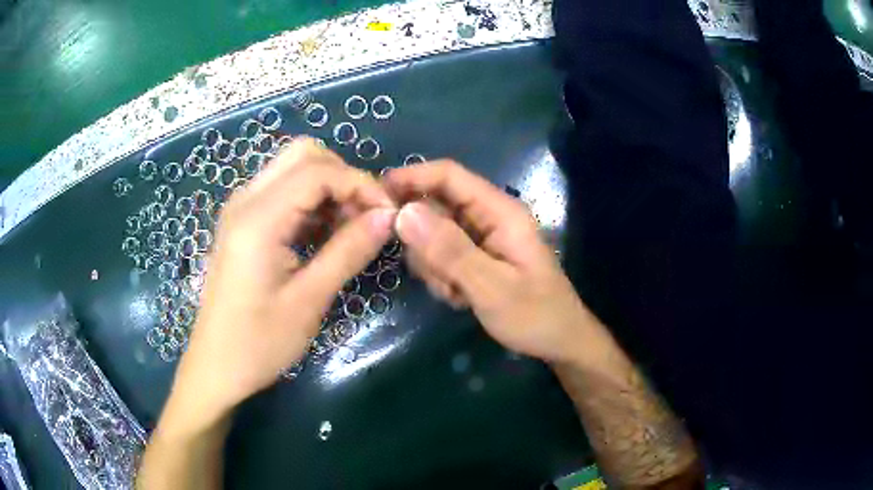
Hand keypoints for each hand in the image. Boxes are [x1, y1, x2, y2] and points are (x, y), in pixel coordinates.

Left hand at [170, 138, 395, 426]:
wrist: (216, 367)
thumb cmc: (259, 343)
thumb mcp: (309, 300)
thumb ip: (349, 251)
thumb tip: (388, 216)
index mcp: (258, 218)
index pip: (318, 171)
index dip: (360, 184)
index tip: (388, 214)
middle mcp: (245, 200)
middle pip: (303, 155)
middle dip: (343, 177)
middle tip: (366, 217)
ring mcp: (241, 209)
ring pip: (293, 170)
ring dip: (328, 188)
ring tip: (350, 229)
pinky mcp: (242, 223)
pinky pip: (283, 192)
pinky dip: (311, 202)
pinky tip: (324, 235)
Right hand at [383, 160, 597, 363]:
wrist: (558, 342)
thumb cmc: (535, 315)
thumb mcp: (492, 288)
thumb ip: (450, 251)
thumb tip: (404, 213)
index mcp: (499, 211)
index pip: (449, 176)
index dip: (412, 177)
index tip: (375, 195)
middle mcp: (487, 217)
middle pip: (435, 207)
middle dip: (423, 241)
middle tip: (434, 275)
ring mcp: (480, 238)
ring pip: (432, 235)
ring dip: (433, 265)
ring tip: (456, 293)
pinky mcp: (474, 257)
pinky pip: (440, 256)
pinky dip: (441, 277)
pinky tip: (460, 298)